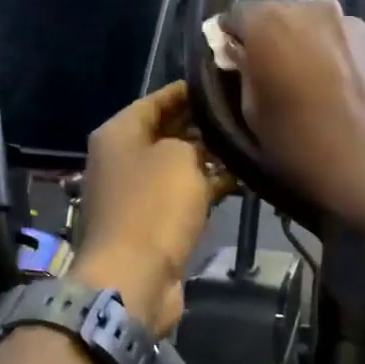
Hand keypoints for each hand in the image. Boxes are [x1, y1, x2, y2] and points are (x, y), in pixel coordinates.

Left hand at [72, 81, 233, 334]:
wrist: (133, 278)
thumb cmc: (153, 206)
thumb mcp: (180, 157)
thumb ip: (195, 139)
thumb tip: (203, 143)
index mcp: (117, 133)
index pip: (155, 100)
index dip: (188, 91)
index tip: (222, 85)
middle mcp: (120, 159)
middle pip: (165, 132)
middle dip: (201, 124)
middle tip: (241, 113)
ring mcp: (133, 193)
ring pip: (175, 165)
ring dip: (206, 158)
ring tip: (246, 144)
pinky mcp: (149, 223)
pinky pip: (180, 195)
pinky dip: (204, 187)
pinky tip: (238, 180)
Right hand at [221, 0, 364, 219]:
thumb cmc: (300, 142)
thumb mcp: (251, 112)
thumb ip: (242, 71)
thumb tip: (241, 54)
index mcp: (269, 21)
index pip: (236, 14)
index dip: (230, 38)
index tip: (232, 64)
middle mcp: (309, 7)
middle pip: (275, 14)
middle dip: (267, 37)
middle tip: (267, 74)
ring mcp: (346, 20)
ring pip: (308, 24)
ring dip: (299, 43)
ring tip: (303, 81)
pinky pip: (335, 38)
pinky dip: (327, 53)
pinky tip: (332, 86)